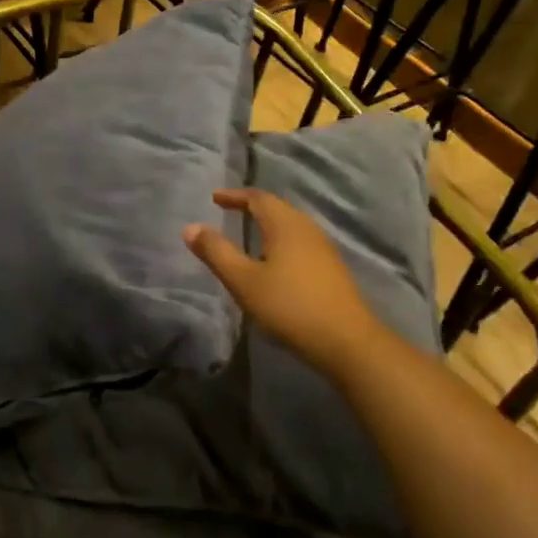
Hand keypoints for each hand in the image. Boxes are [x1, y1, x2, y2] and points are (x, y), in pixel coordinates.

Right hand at [184, 189, 385, 379]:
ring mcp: (323, 249)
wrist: (347, 342)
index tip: (215, 198)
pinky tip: (274, 261)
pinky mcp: (331, 269)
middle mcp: (307, 230)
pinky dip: (280, 240)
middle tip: (229, 210)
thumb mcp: (243, 280)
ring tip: (249, 233)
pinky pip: (300, 242)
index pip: (258, 198)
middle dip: (252, 206)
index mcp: (285, 225)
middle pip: (277, 208)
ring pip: (291, 225)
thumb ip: (216, 252)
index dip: (234, 196)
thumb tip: (190, 227)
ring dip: (268, 223)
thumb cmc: (289, 307)